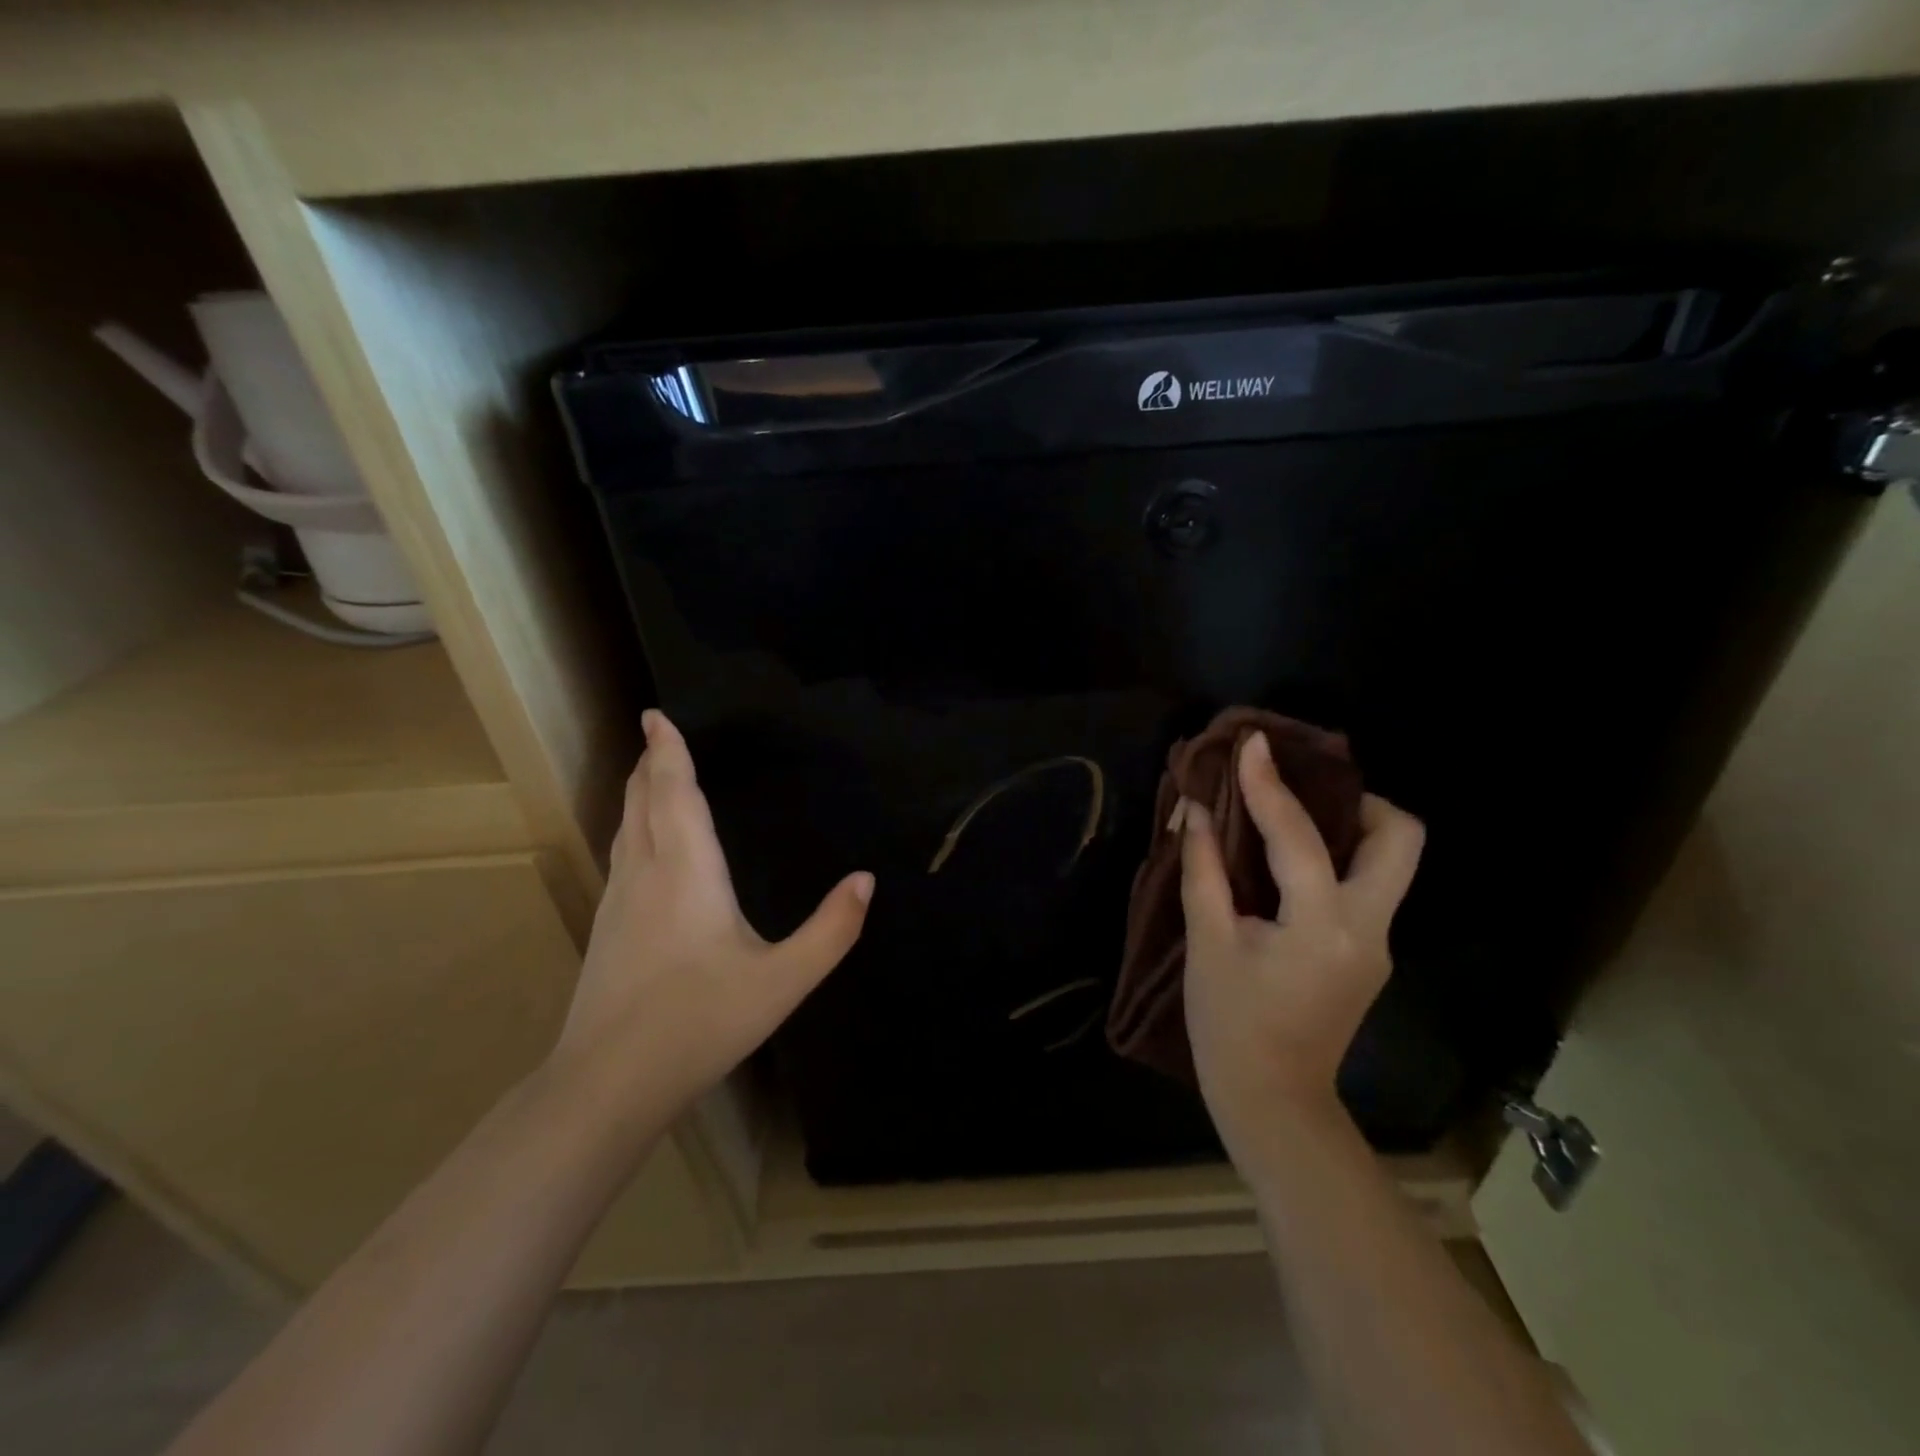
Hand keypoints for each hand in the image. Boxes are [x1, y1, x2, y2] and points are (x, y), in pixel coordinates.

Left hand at [552, 710, 872, 1117]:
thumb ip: (831, 930)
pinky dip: (632, 827)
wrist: (609, 1082)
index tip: (657, 716)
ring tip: (649, 774)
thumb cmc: (700, 1022)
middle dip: (651, 764)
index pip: (673, 793)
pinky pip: (621, 854)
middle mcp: (646, 873)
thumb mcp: (783, 980)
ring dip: (638, 793)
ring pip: (626, 827)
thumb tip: (865, 880)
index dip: (668, 752)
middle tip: (657, 734)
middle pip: (642, 802)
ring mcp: (619, 901)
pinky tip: (641, 845)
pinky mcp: (608, 928)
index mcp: (687, 871)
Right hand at [1179, 731, 1423, 1162]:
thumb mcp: (1207, 942)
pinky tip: (1287, 865)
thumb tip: (1197, 810)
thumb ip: (1203, 868)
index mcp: (1323, 925)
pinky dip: (1334, 859)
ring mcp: (1377, 943)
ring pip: (1390, 862)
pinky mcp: (1368, 954)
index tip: (1252, 742)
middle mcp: (1368, 927)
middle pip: (1401, 839)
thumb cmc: (1229, 1023)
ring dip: (1350, 827)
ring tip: (1292, 818)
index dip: (1269, 784)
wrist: (1272, 1100)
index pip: (1299, 835)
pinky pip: (1363, 887)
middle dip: (1358, 800)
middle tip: (1304, 791)